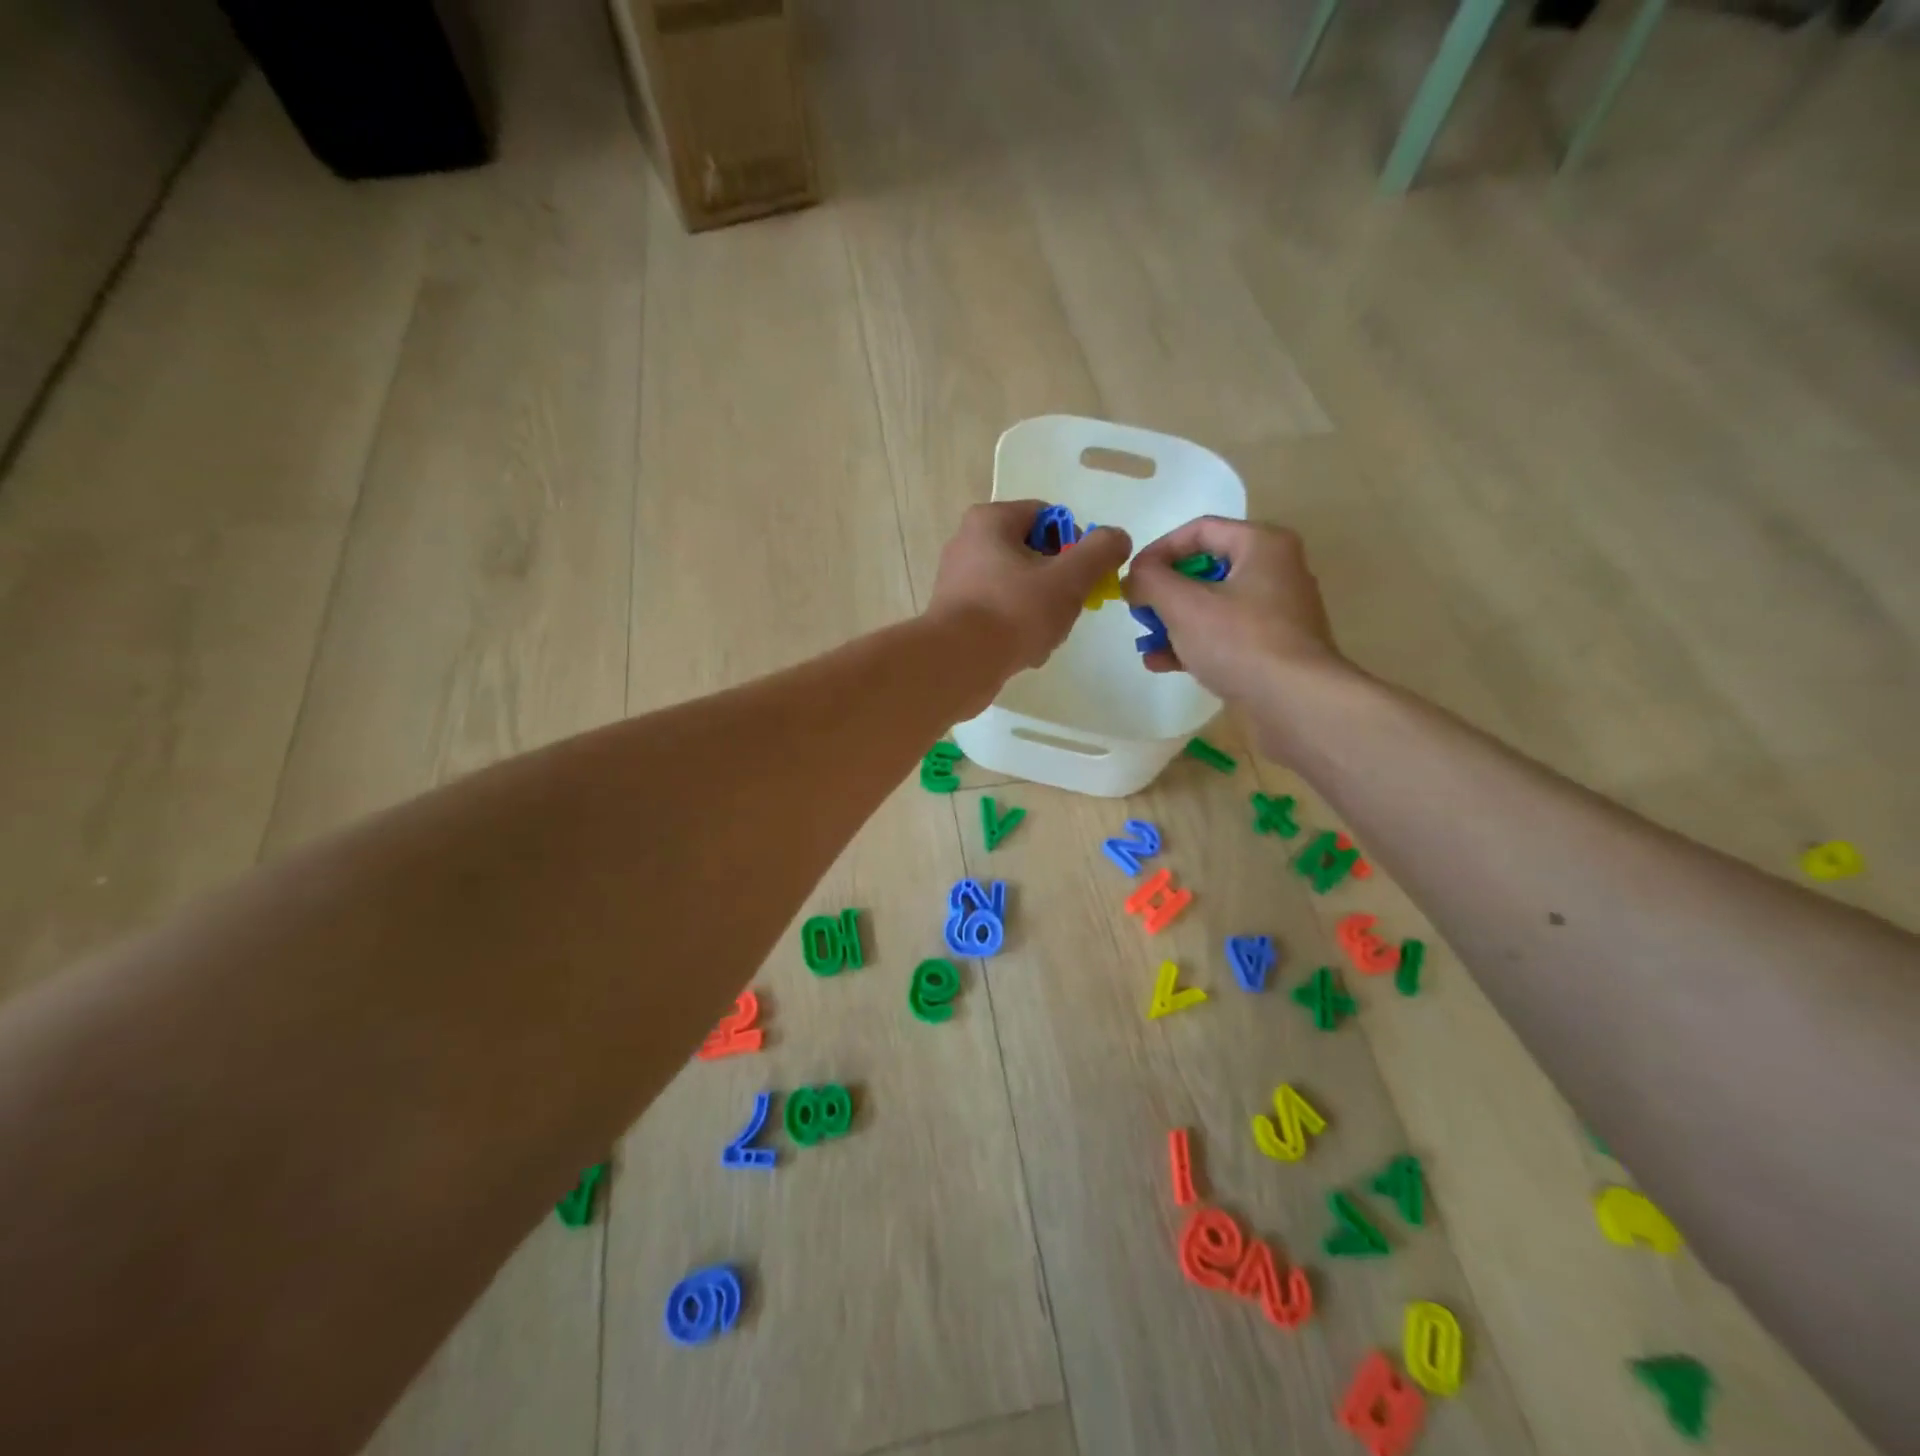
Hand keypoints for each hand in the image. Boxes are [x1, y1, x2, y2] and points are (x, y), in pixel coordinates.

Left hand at [927, 502, 1132, 676]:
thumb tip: (1117, 537)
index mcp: (990, 520)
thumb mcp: (1068, 578)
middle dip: (1059, 583)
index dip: (1076, 543)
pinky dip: (1018, 629)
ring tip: (1046, 635)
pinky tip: (1026, 651)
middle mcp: (968, 543)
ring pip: (1019, 587)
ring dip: (1042, 610)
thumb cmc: (1013, 612)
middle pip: (1035, 554)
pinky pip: (1000, 613)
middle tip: (1068, 609)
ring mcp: (958, 581)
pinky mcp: (956, 615)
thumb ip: (1100, 552)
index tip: (1085, 576)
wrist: (956, 665)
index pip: (1049, 517)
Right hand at [1124, 518, 1350, 710]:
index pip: (1199, 530)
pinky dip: (1193, 645)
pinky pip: (1223, 636)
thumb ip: (1150, 580)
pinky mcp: (1271, 649)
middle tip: (1139, 612)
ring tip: (1146, 644)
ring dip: (1173, 623)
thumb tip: (1134, 577)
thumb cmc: (1239, 641)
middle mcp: (1274, 571)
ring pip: (1211, 607)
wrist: (1295, 704)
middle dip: (1164, 592)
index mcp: (1262, 545)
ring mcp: (1275, 614)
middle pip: (1204, 570)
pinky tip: (1163, 664)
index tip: (1131, 578)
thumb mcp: (1183, 604)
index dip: (1158, 550)